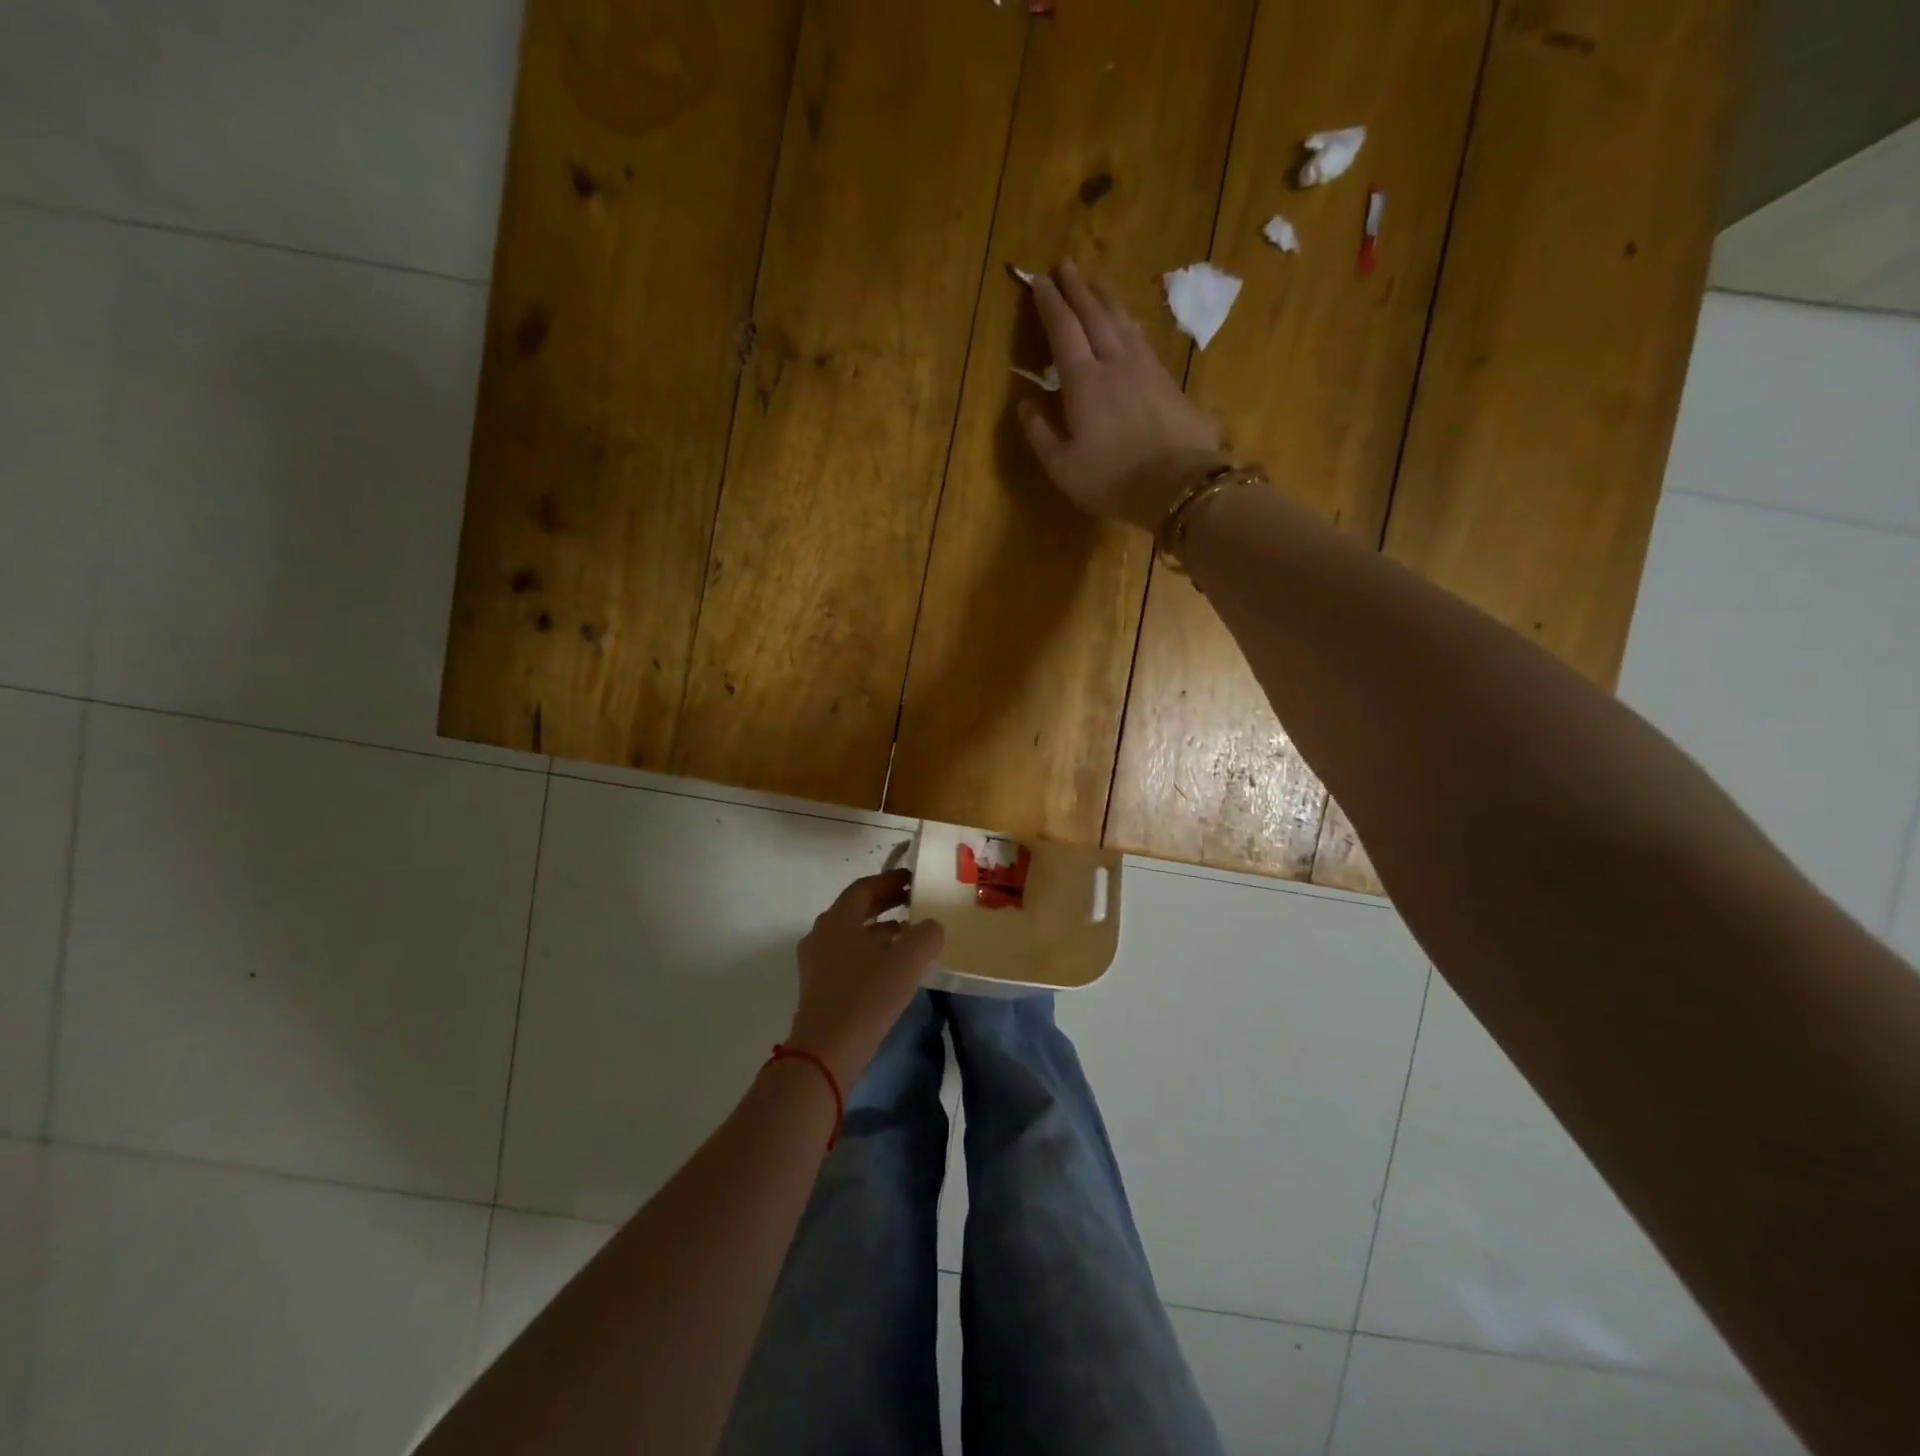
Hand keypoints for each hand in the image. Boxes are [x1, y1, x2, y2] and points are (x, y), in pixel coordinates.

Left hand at [787, 871, 944, 1086]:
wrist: (826, 1052)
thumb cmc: (867, 996)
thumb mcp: (907, 961)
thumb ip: (926, 935)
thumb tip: (930, 926)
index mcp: (837, 919)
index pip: (865, 887)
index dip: (891, 880)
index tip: (914, 880)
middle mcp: (821, 934)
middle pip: (856, 910)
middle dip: (886, 904)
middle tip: (915, 902)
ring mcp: (816, 963)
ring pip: (852, 935)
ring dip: (880, 931)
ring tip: (910, 936)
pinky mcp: (818, 988)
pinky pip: (848, 958)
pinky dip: (870, 953)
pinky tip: (892, 968)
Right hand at [1017, 260, 1224, 530]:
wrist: (1179, 485)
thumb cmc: (1112, 479)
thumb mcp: (1063, 467)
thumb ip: (1040, 434)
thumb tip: (1024, 405)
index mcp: (1084, 382)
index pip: (1063, 331)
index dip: (1050, 304)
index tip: (1039, 280)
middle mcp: (1115, 363)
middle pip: (1096, 315)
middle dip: (1078, 289)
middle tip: (1067, 265)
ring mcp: (1147, 370)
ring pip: (1124, 322)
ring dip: (1107, 298)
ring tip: (1097, 282)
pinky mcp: (1169, 382)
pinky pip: (1143, 340)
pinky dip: (1130, 323)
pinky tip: (1129, 324)